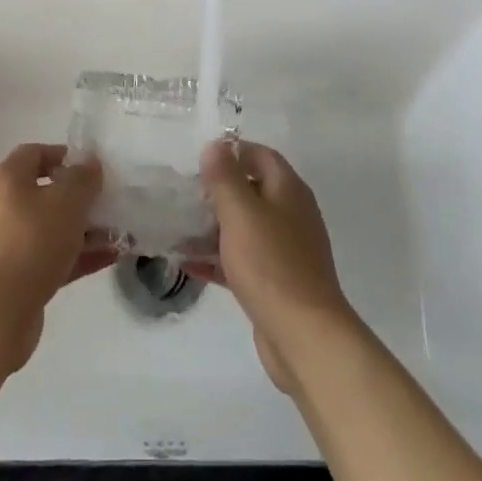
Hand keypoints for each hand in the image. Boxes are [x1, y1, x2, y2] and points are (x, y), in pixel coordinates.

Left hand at [0, 143, 110, 373]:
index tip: (94, 168)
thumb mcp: (67, 201)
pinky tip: (111, 257)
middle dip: (81, 197)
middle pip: (46, 192)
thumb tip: (89, 163)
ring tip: (121, 233)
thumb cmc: (31, 241)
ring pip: (53, 228)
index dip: (65, 155)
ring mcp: (10, 244)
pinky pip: (54, 258)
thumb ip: (83, 178)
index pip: (36, 153)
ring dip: (86, 229)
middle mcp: (4, 206)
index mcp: (8, 179)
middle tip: (111, 202)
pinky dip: (80, 256)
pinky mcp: (18, 277)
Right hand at [190, 140, 355, 395]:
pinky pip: (242, 260)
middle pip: (252, 191)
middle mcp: (291, 215)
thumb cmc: (271, 264)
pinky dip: (218, 258)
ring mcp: (285, 250)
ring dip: (213, 226)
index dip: (232, 152)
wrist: (303, 335)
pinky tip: (188, 263)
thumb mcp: (241, 213)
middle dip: (217, 191)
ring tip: (177, 227)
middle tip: (183, 195)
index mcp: (289, 191)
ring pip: (244, 228)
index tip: (198, 161)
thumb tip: (215, 145)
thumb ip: (225, 178)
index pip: (261, 156)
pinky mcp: (275, 282)